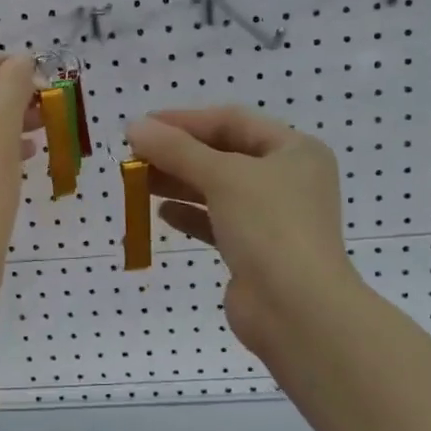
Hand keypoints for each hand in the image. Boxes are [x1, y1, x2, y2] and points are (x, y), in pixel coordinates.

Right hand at [126, 106, 359, 361]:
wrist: (296, 310)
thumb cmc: (269, 227)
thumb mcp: (223, 177)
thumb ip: (176, 150)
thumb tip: (134, 126)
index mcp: (295, 150)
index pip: (233, 121)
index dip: (186, 120)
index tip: (143, 125)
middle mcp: (288, 179)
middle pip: (224, 155)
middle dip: (179, 153)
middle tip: (134, 155)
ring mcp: (273, 218)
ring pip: (218, 189)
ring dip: (179, 182)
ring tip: (138, 181)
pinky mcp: (256, 250)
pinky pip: (217, 222)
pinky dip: (191, 215)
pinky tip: (162, 213)